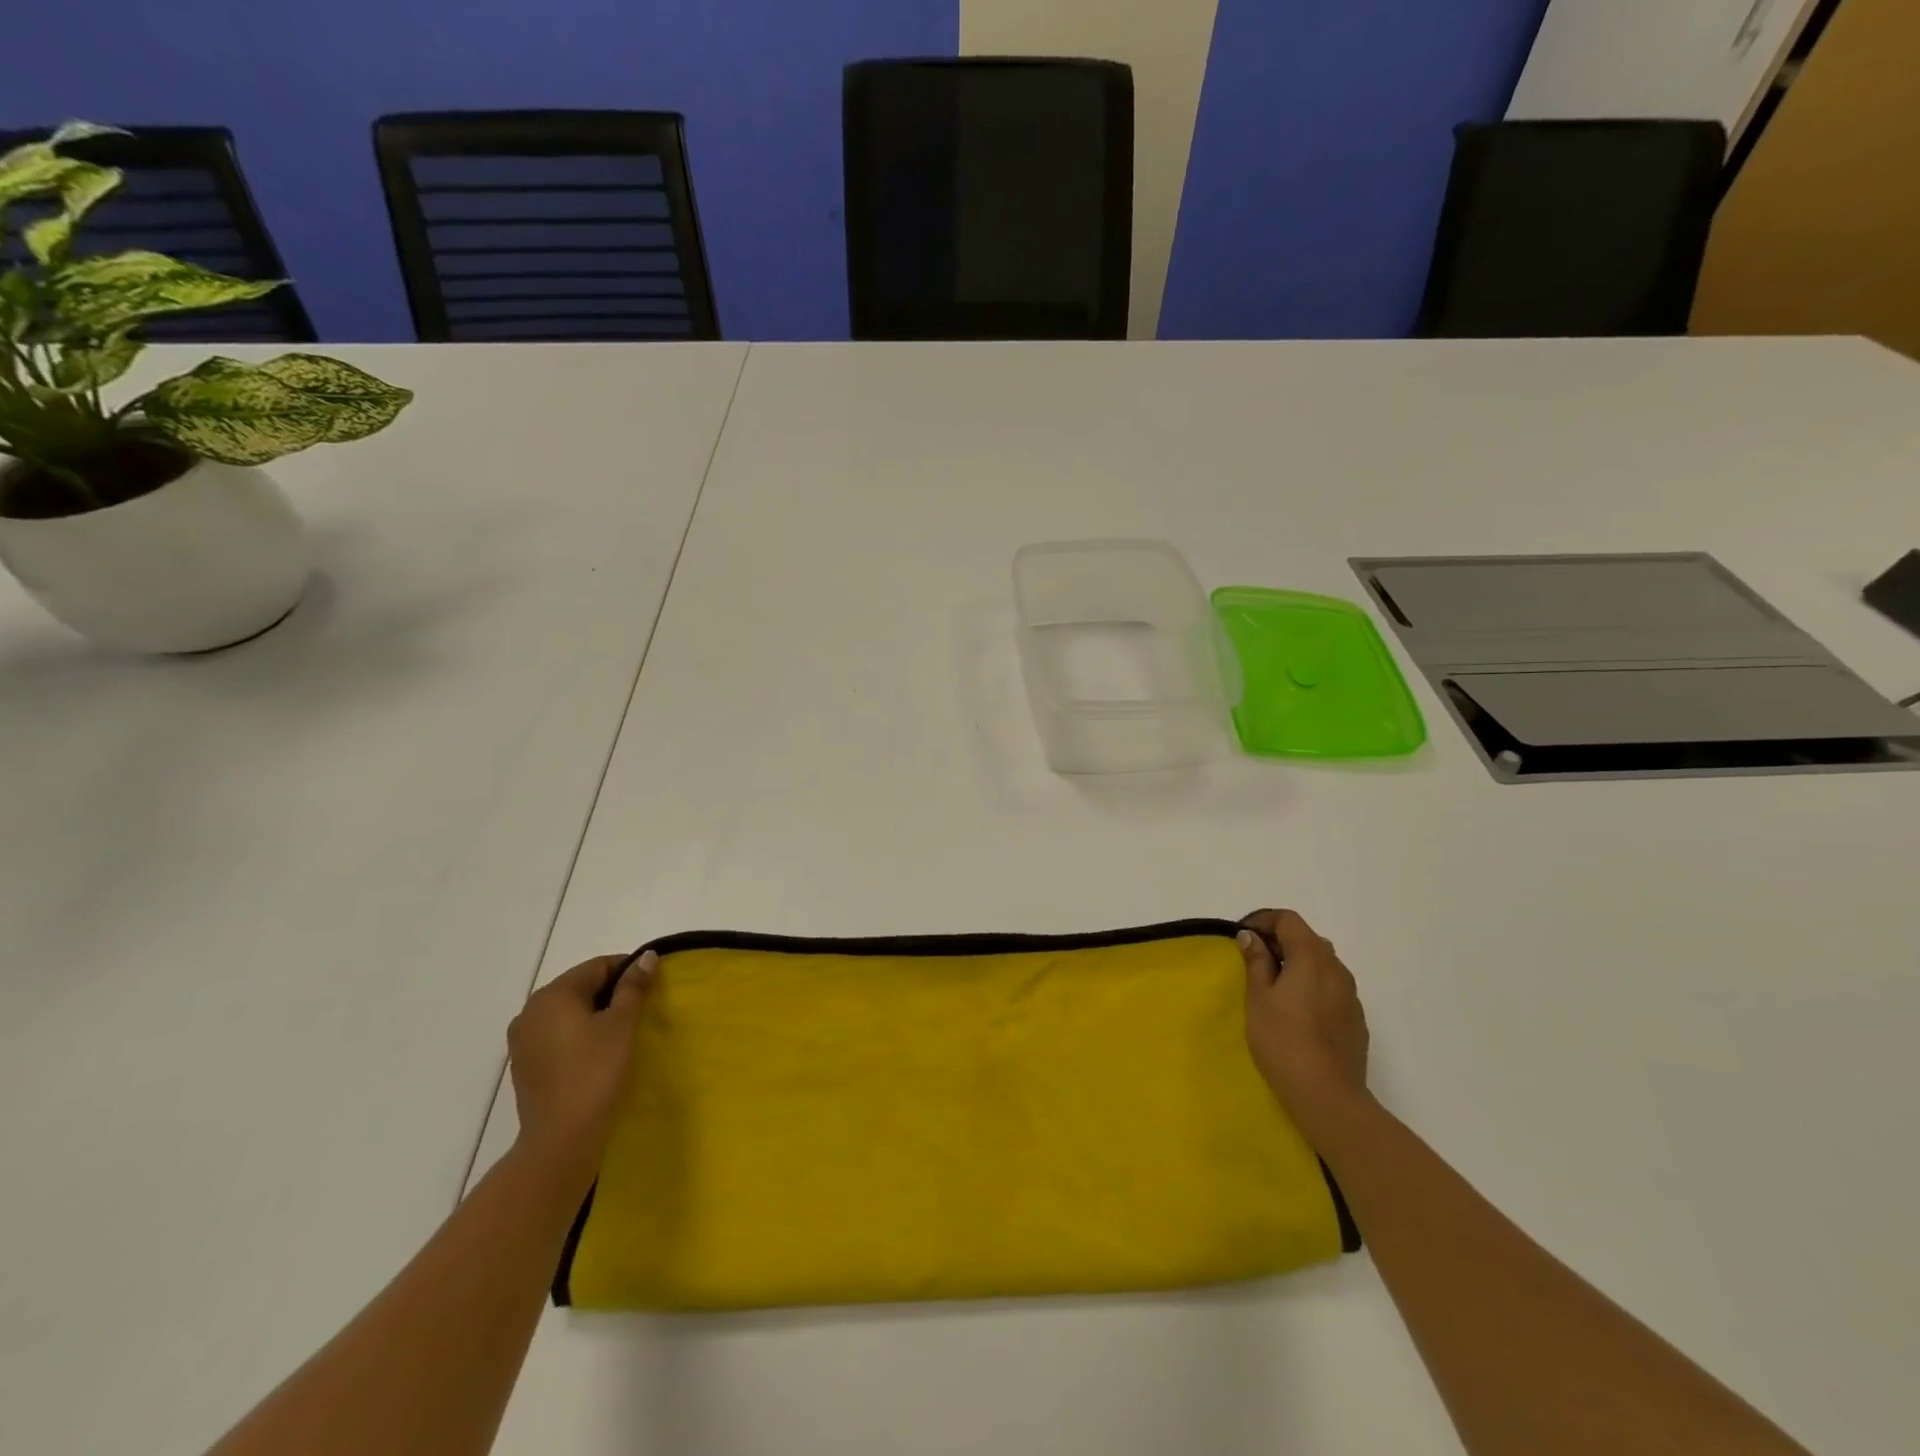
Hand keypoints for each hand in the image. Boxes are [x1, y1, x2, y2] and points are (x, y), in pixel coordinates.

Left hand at [506, 950, 657, 1191]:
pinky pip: (556, 1034)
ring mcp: (522, 1039)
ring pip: (567, 1012)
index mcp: (552, 995)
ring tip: (621, 1032)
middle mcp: (530, 1010)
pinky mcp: (524, 1064)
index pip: (597, 966)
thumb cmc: (596, 1072)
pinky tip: (597, 1052)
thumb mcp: (622, 1024)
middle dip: (611, 993)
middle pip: (579, 987)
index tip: (651, 986)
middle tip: (640, 1009)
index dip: (628, 970)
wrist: (561, 1138)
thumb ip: (633, 986)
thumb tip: (646, 957)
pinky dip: (577, 1035)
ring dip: (594, 1014)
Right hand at [1238, 910, 1370, 1145]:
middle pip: (1307, 939)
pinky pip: (1331, 988)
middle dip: (1279, 941)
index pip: (1288, 920)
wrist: (1327, 1096)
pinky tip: (1296, 1011)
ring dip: (1297, 963)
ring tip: (1273, 986)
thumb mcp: (1258, 997)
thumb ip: (1256, 961)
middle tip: (1253, 959)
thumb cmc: (1283, 1040)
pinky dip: (1311, 985)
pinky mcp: (1356, 1019)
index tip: (1242, 936)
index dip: (1263, 920)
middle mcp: (1337, 969)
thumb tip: (1251, 937)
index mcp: (1312, 957)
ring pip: (1322, 963)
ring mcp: (1351, 995)